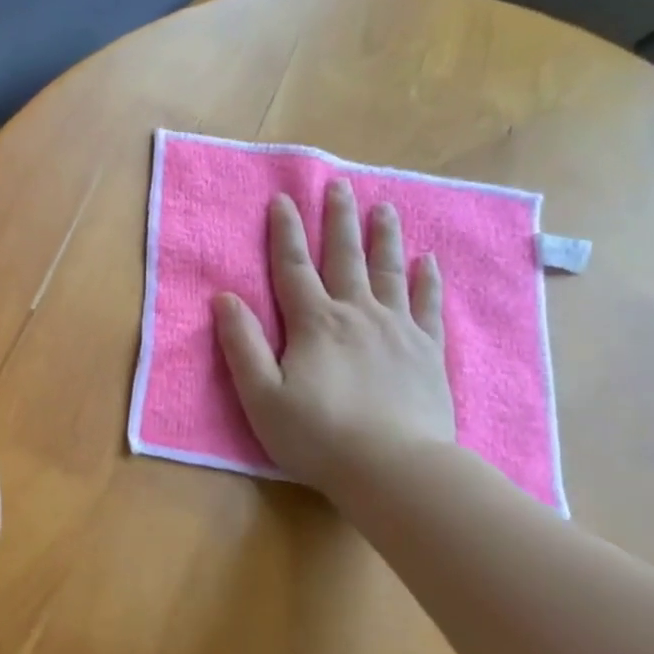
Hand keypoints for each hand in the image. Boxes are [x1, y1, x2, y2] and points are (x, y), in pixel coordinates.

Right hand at [214, 182, 455, 500]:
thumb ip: (242, 344)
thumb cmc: (318, 435)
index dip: (285, 232)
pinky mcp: (428, 351)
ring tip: (385, 207)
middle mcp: (356, 314)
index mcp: (314, 323)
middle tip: (341, 185)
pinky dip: (428, 280)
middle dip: (339, 220)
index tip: (283, 199)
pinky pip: (428, 305)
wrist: (395, 468)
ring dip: (384, 237)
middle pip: (345, 257)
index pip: (293, 267)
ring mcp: (398, 329)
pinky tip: (428, 261)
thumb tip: (224, 298)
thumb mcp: (261, 395)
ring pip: (390, 271)